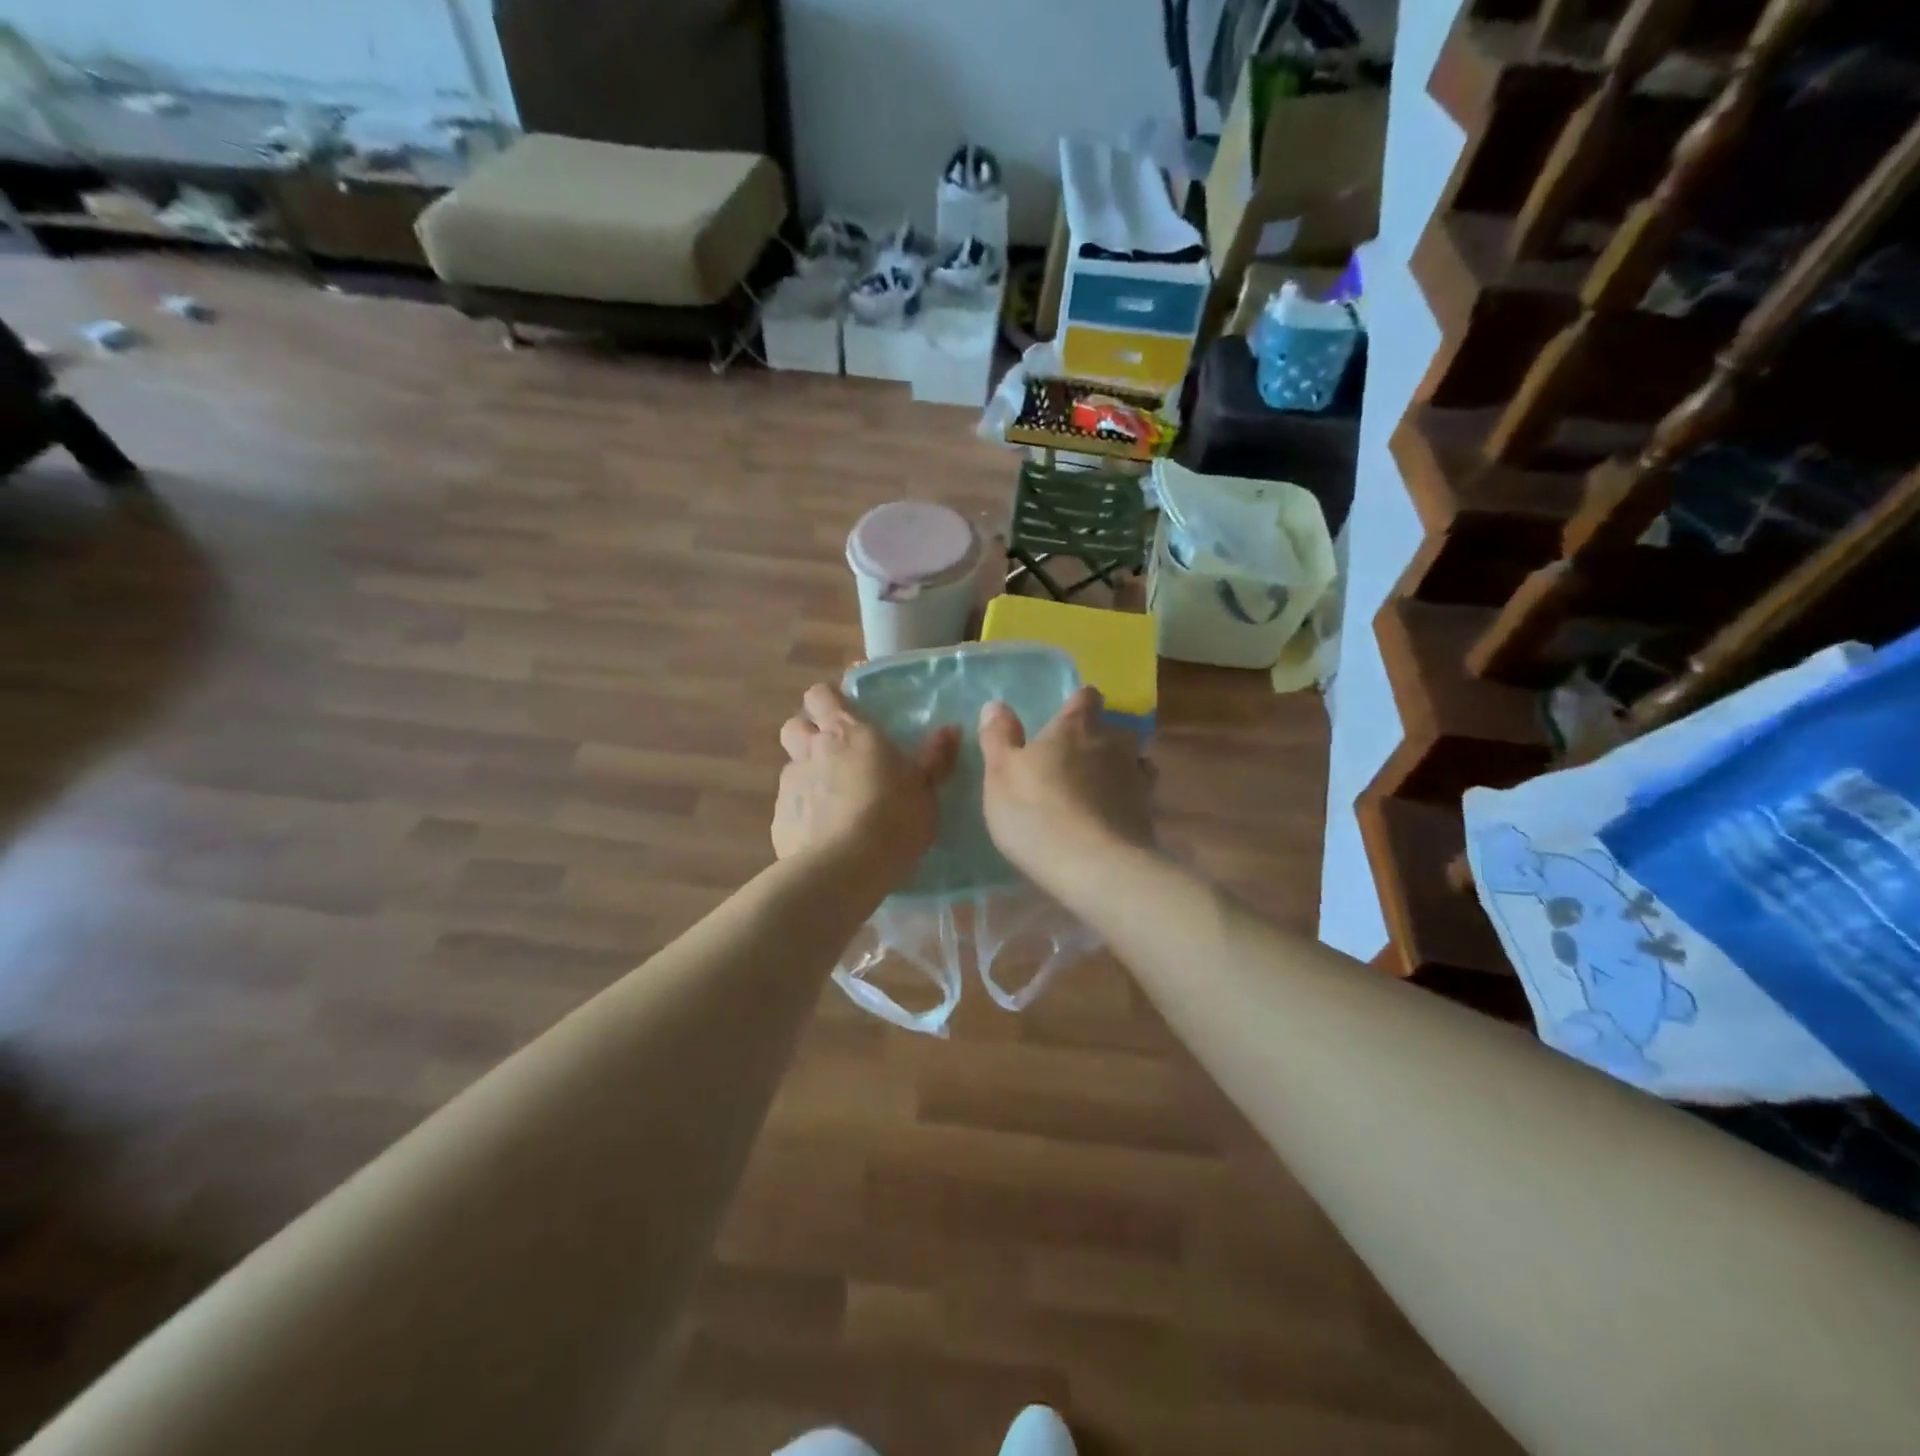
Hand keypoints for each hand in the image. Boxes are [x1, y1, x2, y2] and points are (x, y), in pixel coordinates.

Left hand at [774, 682, 959, 882]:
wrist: (846, 868)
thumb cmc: (894, 818)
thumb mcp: (925, 789)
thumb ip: (935, 758)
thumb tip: (951, 729)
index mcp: (848, 733)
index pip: (821, 695)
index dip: (828, 699)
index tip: (843, 709)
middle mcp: (812, 751)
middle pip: (795, 724)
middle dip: (808, 731)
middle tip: (834, 751)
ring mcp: (790, 786)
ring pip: (791, 766)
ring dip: (806, 774)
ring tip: (831, 798)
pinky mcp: (779, 820)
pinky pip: (789, 806)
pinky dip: (802, 812)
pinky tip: (821, 833)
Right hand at [979, 687, 1153, 892]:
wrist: (1094, 868)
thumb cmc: (1036, 813)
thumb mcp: (1000, 774)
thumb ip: (999, 737)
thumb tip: (996, 705)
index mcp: (1075, 728)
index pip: (1085, 698)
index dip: (1078, 703)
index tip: (1068, 714)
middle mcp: (1112, 744)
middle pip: (1116, 729)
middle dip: (1102, 738)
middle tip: (1079, 758)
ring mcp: (1137, 779)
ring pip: (1135, 761)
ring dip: (1121, 768)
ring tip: (1101, 788)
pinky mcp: (1149, 814)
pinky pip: (1140, 797)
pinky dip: (1128, 801)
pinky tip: (1113, 818)